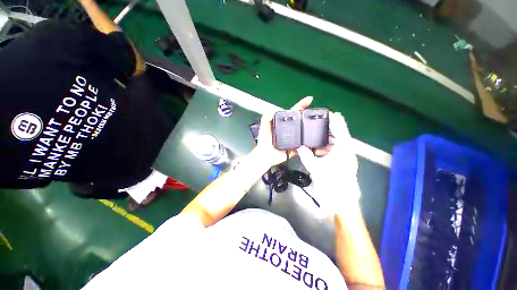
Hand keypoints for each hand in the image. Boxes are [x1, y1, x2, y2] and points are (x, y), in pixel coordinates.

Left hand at [254, 97, 312, 167]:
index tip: (309, 100)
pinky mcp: (296, 147)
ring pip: (304, 131)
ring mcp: (294, 138)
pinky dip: (310, 141)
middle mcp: (289, 129)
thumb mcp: (264, 129)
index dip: (300, 105)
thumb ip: (266, 119)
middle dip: (308, 114)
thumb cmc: (264, 142)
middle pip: (300, 120)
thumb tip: (272, 110)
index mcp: (282, 123)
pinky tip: (316, 138)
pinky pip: (304, 144)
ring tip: (319, 122)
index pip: (292, 112)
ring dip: (311, 126)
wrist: (266, 156)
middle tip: (316, 111)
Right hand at [297, 112, 360, 212]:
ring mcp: (347, 158)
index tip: (333, 114)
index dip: (337, 122)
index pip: (341, 131)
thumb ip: (306, 155)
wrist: (341, 200)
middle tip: (326, 121)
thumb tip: (299, 147)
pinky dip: (332, 146)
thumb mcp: (315, 167)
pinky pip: (339, 150)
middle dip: (335, 127)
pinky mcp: (345, 163)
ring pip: (341, 143)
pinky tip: (324, 146)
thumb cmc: (330, 182)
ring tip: (324, 131)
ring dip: (333, 137)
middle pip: (342, 135)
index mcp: (343, 150)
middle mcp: (348, 152)